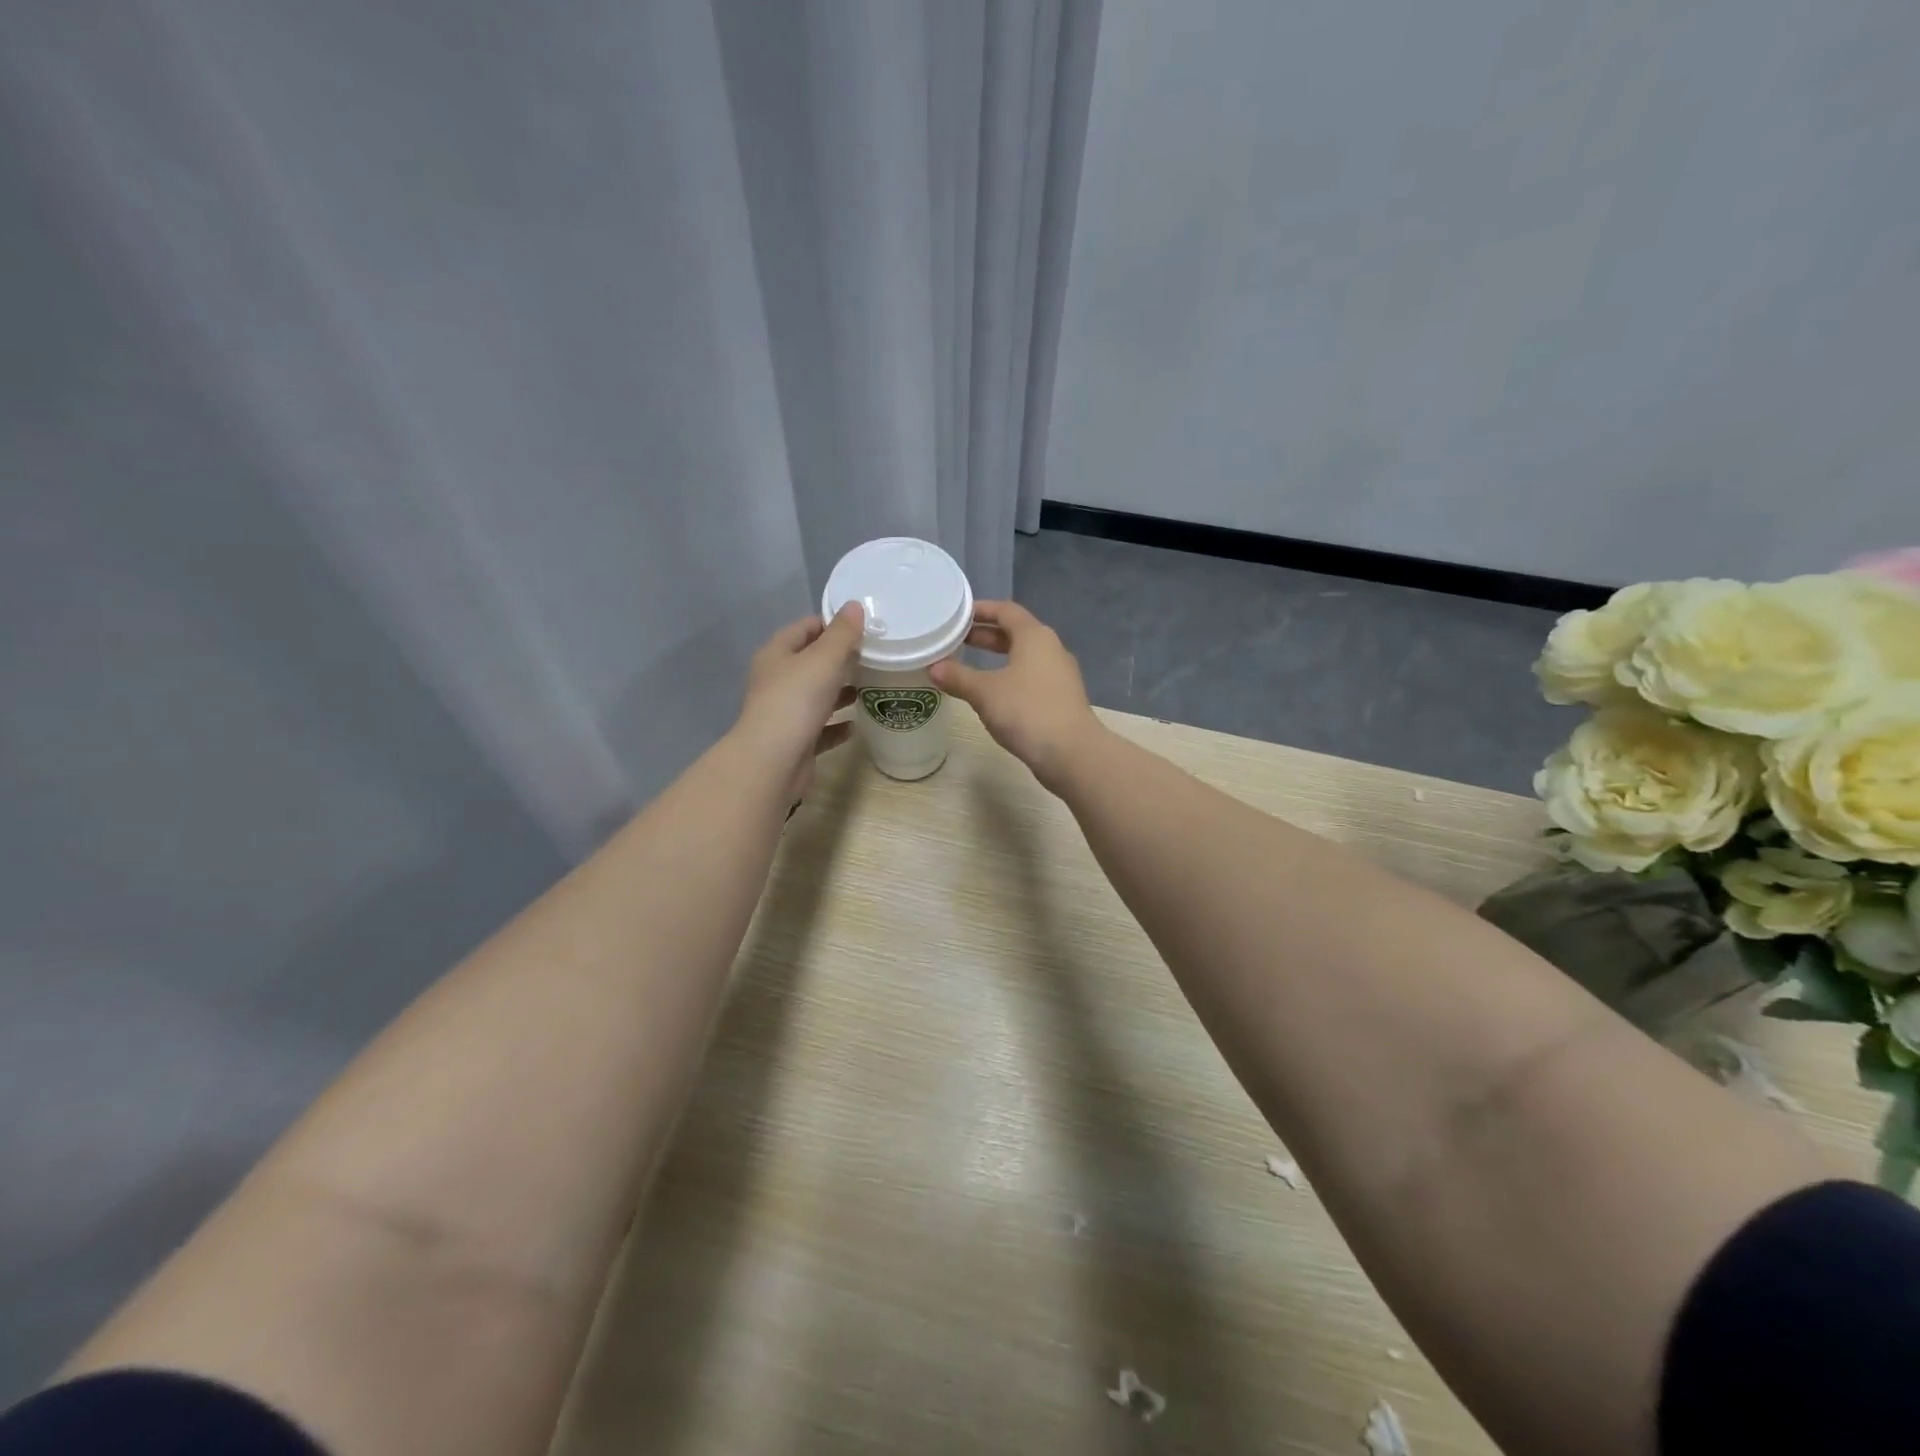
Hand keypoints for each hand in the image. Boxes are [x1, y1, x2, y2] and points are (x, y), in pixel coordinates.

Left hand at [737, 603, 864, 801]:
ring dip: (839, 692)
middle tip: (872, 658)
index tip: (862, 628)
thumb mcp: (824, 659)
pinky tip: (855, 725)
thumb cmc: (797, 701)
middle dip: (839, 660)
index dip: (831, 624)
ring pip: (815, 696)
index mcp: (777, 654)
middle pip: (810, 663)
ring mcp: (784, 713)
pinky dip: (836, 725)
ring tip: (868, 688)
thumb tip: (854, 606)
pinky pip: (820, 728)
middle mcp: (777, 680)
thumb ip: (842, 634)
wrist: (773, 761)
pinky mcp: (795, 741)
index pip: (805, 628)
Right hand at [928, 601, 1100, 792]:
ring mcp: (1059, 675)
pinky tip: (992, 694)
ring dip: (997, 658)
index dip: (981, 610)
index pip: (1006, 610)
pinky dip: (1009, 677)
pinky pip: (1030, 678)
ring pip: (1024, 657)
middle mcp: (1051, 649)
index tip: (958, 615)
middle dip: (986, 636)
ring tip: (969, 665)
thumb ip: (958, 677)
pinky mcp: (1060, 699)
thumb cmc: (1027, 711)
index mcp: (1035, 636)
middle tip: (957, 640)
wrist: (1071, 752)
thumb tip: (934, 667)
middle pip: (1016, 633)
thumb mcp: (985, 692)